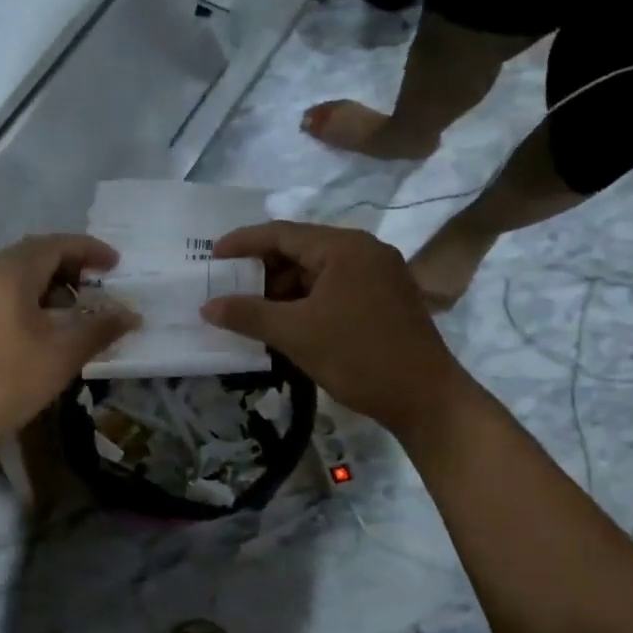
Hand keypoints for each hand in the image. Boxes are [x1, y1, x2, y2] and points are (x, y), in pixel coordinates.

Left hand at [0, 235, 137, 461]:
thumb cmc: (6, 382)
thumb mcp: (62, 355)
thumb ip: (99, 329)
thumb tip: (132, 314)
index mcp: (10, 273)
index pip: (55, 244)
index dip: (90, 249)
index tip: (117, 264)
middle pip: (35, 254)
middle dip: (72, 264)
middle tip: (102, 283)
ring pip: (19, 274)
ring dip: (53, 282)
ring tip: (81, 306)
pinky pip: (6, 291)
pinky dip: (33, 297)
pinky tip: (49, 324)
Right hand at [200, 222, 459, 430]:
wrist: (425, 399)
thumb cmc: (359, 357)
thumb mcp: (295, 334)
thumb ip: (248, 315)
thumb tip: (207, 306)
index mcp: (345, 248)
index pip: (283, 233)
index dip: (243, 243)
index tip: (212, 257)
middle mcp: (364, 251)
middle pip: (301, 250)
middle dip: (262, 271)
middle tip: (229, 290)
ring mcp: (379, 275)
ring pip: (317, 273)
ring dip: (283, 291)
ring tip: (253, 313)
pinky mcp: (384, 300)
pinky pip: (334, 290)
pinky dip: (306, 303)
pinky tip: (287, 324)